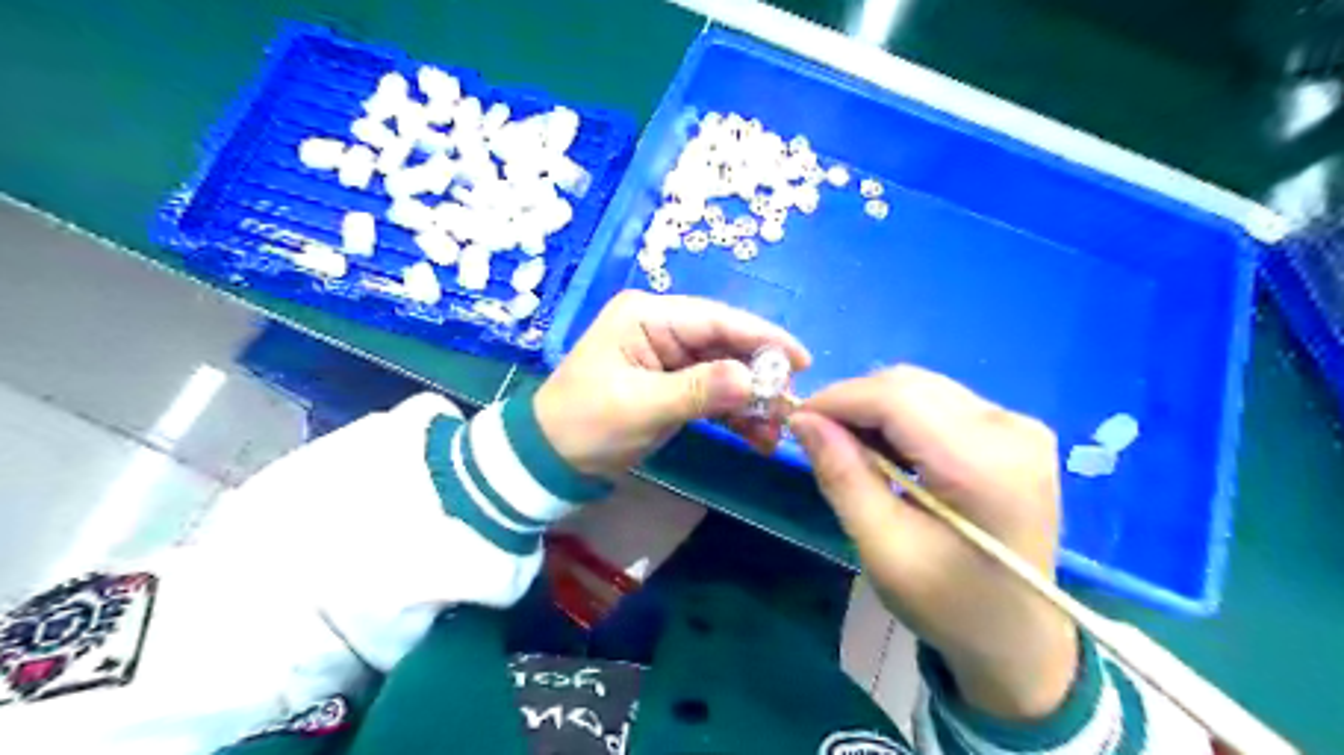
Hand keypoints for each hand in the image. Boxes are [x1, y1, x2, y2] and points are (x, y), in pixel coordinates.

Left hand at [532, 290, 806, 478]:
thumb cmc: (586, 424)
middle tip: (791, 405)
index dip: (762, 336)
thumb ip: (699, 390)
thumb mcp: (640, 406)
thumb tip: (753, 380)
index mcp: (648, 316)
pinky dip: (735, 414)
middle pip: (725, 344)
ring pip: (725, 371)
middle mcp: (661, 329)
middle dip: (760, 375)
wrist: (550, 461)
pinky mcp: (673, 386)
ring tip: (777, 430)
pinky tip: (759, 437)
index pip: (716, 319)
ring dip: (751, 400)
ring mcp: (669, 358)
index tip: (801, 360)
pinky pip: (713, 393)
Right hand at [790, 368, 1077, 722]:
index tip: (796, 419)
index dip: (838, 399)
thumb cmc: (948, 605)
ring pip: (922, 388)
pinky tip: (890, 453)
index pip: (896, 398)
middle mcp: (1010, 429)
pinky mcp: (1017, 430)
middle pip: (909, 385)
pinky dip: (903, 418)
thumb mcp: (882, 548)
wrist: (1020, 637)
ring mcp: (1020, 426)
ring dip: (876, 409)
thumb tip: (803, 419)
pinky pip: (941, 402)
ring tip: (853, 451)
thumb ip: (842, 476)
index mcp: (982, 465)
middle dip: (854, 403)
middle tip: (820, 439)